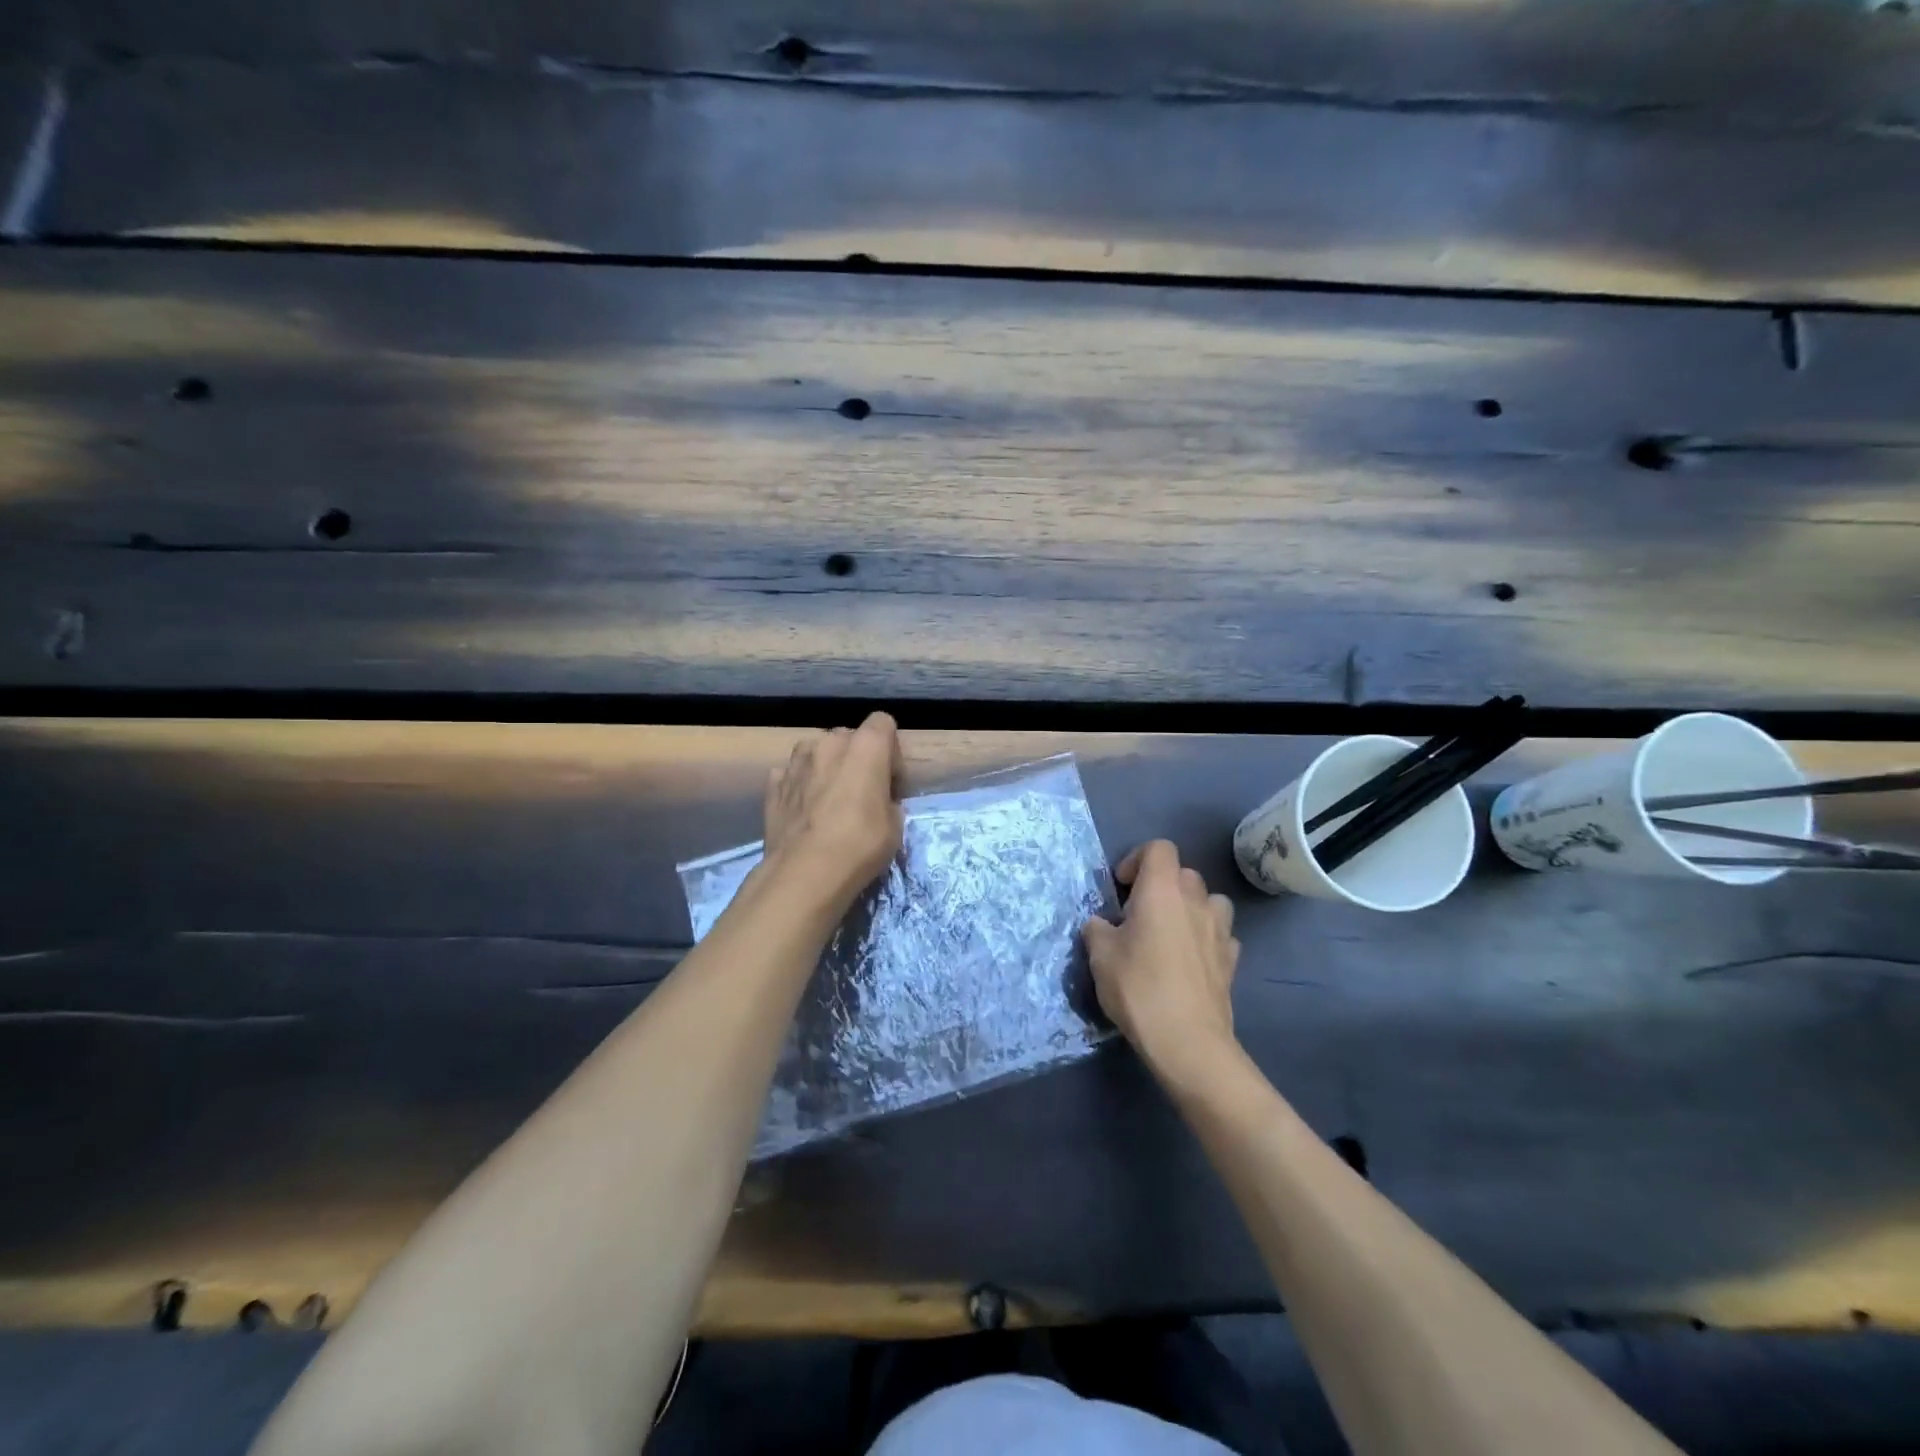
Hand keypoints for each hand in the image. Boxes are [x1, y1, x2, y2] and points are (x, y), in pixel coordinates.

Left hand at [761, 712, 905, 914]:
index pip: (882, 723)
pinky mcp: (773, 783)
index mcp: (865, 746)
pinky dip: (800, 785)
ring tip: (829, 800)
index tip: (890, 780)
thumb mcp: (895, 825)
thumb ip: (887, 799)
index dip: (890, 750)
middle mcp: (828, 742)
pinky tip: (805, 811)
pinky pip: (793, 774)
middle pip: (848, 737)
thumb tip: (878, 800)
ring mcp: (795, 761)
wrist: (805, 873)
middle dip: (857, 758)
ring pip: (817, 752)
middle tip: (861, 793)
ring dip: (826, 767)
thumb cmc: (860, 845)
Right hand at [1083, 841, 1240, 1086]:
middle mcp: (1195, 901)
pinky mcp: (1232, 960)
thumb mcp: (1100, 956)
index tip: (1122, 887)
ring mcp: (1219, 930)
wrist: (1187, 1041)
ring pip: (1210, 900)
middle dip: (1162, 885)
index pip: (1159, 848)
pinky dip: (1206, 938)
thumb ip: (1097, 930)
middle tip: (1139, 914)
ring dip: (1190, 908)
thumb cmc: (1138, 988)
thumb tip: (1101, 924)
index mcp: (1162, 890)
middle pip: (1184, 873)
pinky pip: (1220, 934)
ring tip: (1171, 932)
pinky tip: (1190, 961)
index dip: (1138, 859)